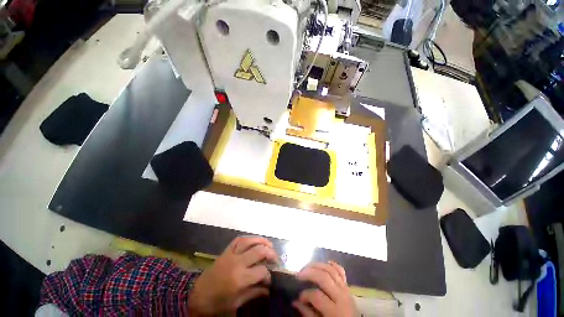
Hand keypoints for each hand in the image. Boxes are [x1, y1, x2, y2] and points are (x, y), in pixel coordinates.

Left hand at [188, 236, 277, 315]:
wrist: (196, 296)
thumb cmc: (217, 304)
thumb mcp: (236, 303)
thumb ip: (253, 293)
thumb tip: (268, 289)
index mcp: (240, 279)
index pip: (262, 271)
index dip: (269, 274)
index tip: (270, 279)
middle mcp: (237, 263)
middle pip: (259, 251)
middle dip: (270, 253)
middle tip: (275, 257)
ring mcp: (231, 255)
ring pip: (249, 241)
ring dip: (261, 241)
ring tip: (269, 244)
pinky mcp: (225, 251)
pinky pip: (238, 240)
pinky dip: (247, 238)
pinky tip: (253, 241)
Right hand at [293, 261, 356, 316]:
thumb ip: (309, 314)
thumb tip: (295, 302)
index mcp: (335, 310)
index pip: (316, 296)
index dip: (305, 295)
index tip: (298, 298)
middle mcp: (341, 296)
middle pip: (323, 277)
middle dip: (309, 273)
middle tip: (298, 275)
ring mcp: (345, 289)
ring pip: (331, 269)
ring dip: (317, 265)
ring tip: (307, 267)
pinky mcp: (347, 286)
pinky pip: (340, 271)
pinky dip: (332, 265)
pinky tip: (324, 263)